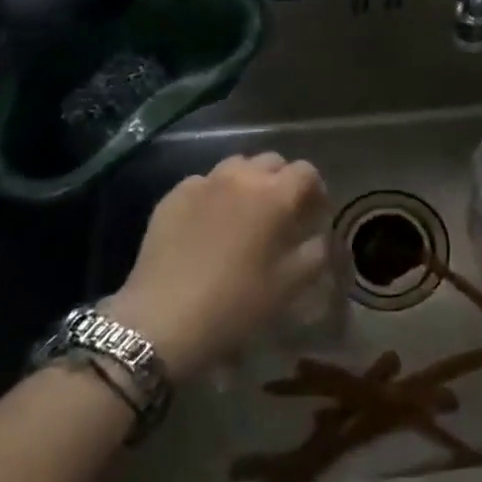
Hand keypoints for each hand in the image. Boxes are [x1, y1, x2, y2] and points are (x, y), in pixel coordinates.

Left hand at [107, 153, 329, 379]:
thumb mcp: (289, 286)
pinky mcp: (173, 195)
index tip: (313, 214)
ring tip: (244, 213)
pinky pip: (203, 183)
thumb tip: (319, 236)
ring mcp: (204, 182)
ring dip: (248, 182)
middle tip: (280, 213)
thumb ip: (315, 253)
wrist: (162, 320)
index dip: (315, 190)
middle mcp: (241, 177)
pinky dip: (214, 194)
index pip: (306, 172)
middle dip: (282, 181)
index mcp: (275, 195)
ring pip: (236, 166)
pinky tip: (208, 224)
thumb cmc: (235, 304)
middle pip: (272, 162)